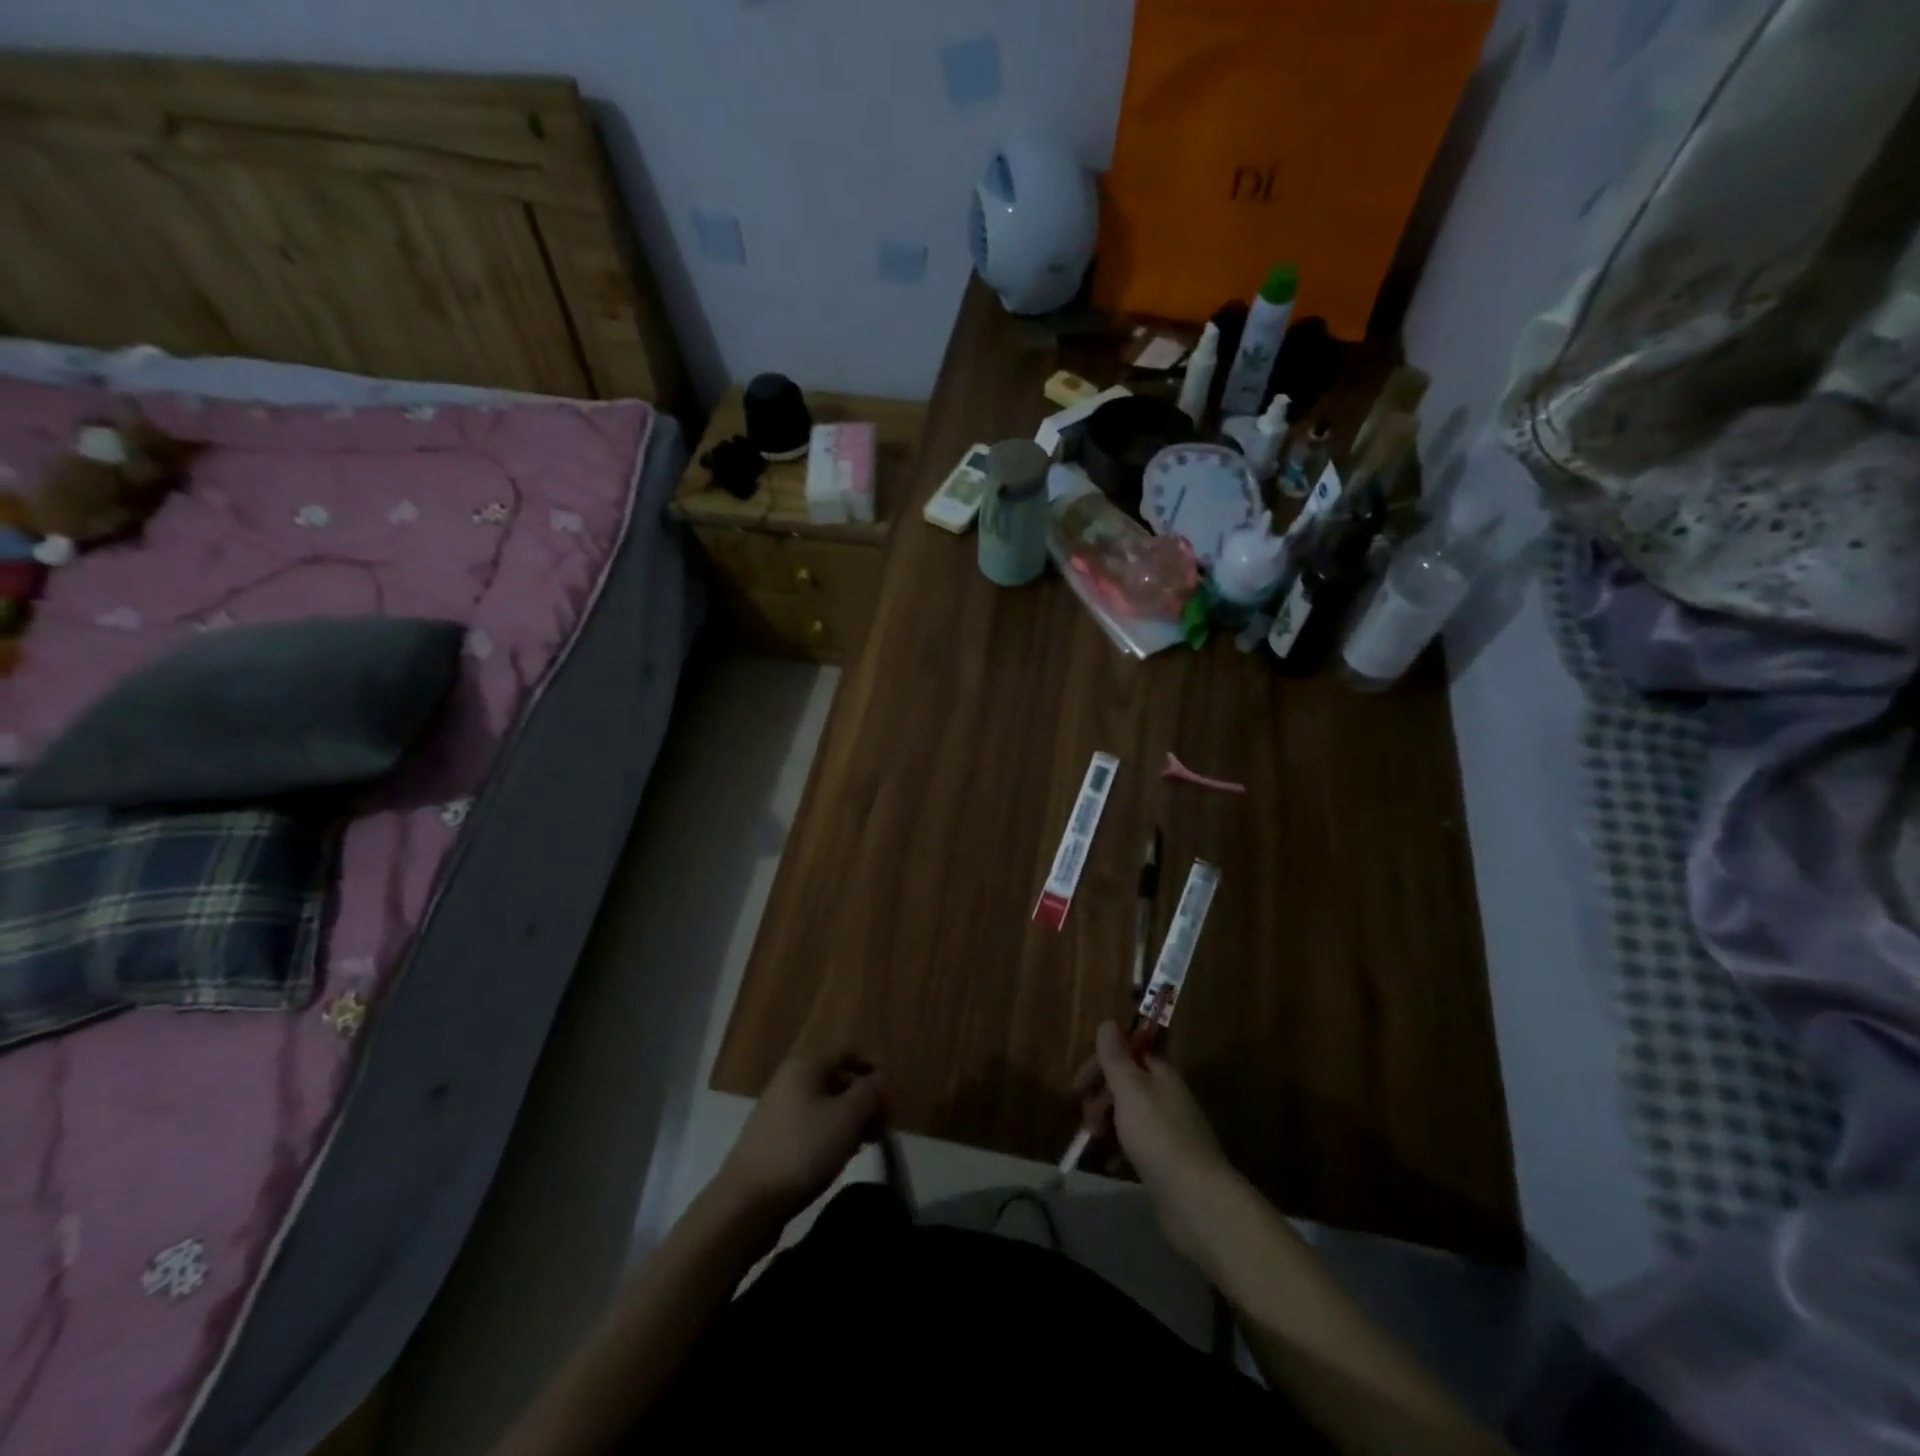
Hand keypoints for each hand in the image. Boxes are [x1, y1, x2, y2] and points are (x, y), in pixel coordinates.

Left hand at [715, 1048, 888, 1226]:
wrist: (747, 1202)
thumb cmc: (803, 1150)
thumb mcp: (847, 1117)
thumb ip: (870, 1092)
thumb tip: (881, 1079)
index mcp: (806, 1066)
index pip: (849, 1054)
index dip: (873, 1072)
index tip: (891, 1100)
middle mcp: (790, 1081)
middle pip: (838, 1080)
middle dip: (864, 1100)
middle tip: (883, 1128)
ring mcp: (778, 1111)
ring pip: (825, 1105)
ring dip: (850, 1120)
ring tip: (866, 1145)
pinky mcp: (773, 1139)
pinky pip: (811, 1126)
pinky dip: (831, 1135)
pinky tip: (840, 1157)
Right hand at [1074, 1022, 1232, 1259]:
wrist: (1197, 1202)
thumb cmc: (1159, 1137)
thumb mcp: (1132, 1090)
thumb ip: (1117, 1058)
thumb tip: (1108, 1023)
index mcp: (1162, 1076)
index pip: (1127, 1054)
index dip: (1100, 1064)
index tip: (1077, 1086)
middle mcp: (1167, 1098)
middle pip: (1127, 1085)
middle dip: (1100, 1096)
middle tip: (1086, 1118)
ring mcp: (1169, 1132)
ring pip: (1129, 1116)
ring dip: (1107, 1123)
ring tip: (1094, 1141)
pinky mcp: (1167, 1163)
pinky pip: (1136, 1147)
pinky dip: (1119, 1152)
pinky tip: (1110, 1165)